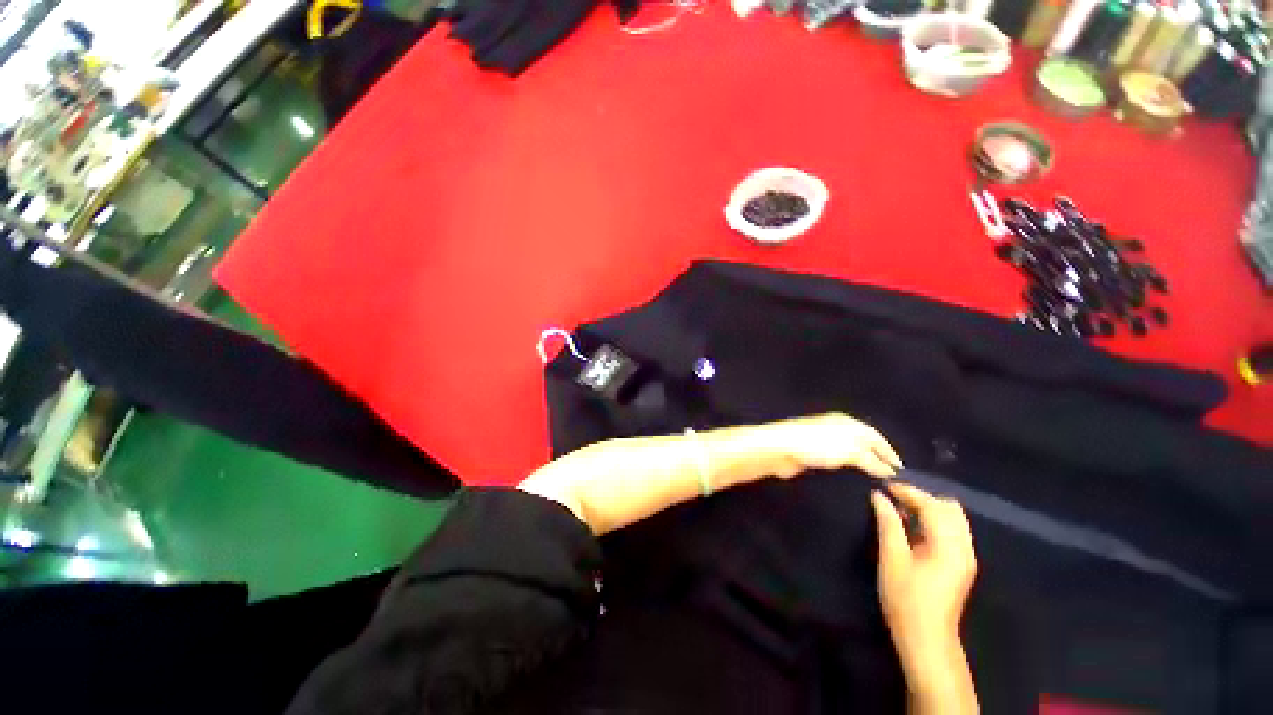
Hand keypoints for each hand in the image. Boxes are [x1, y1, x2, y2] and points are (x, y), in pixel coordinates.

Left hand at [752, 412, 903, 479]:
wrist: (781, 448)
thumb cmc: (818, 445)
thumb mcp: (851, 451)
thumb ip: (871, 460)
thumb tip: (889, 470)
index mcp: (848, 422)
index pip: (876, 437)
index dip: (890, 453)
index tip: (902, 471)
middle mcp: (837, 429)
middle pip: (864, 444)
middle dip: (878, 459)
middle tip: (892, 481)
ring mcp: (824, 441)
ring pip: (850, 454)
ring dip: (863, 466)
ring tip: (877, 484)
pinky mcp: (813, 454)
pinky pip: (837, 462)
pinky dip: (848, 470)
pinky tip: (853, 481)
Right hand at [871, 483, 976, 673]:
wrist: (926, 639)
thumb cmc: (906, 598)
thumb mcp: (892, 558)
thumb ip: (887, 523)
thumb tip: (878, 496)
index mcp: (949, 546)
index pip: (933, 505)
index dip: (908, 492)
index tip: (884, 486)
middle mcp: (964, 547)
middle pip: (950, 508)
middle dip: (922, 498)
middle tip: (894, 499)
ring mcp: (966, 557)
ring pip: (952, 518)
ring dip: (928, 509)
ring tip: (900, 511)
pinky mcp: (962, 564)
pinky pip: (951, 531)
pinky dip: (933, 522)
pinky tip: (911, 528)